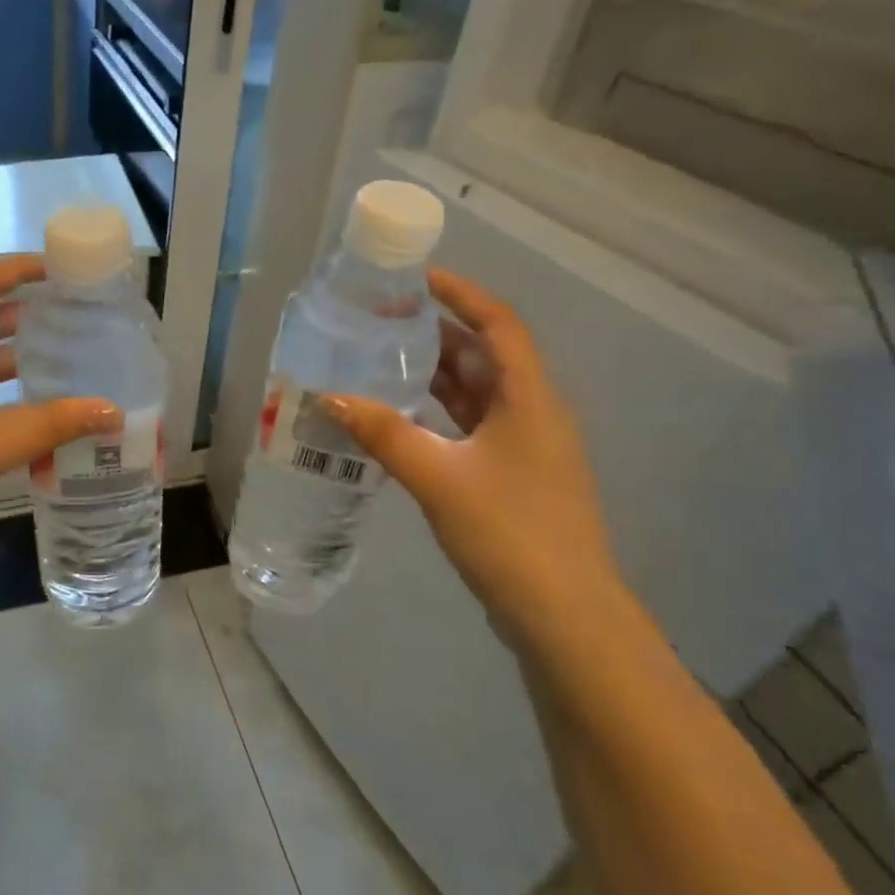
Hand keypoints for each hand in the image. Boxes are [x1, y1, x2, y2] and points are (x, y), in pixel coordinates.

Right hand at [324, 269, 620, 642]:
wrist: (564, 616)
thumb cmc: (509, 532)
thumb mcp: (438, 477)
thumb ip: (383, 433)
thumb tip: (329, 397)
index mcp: (528, 398)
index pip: (498, 325)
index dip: (462, 294)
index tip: (417, 278)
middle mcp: (532, 412)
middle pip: (485, 355)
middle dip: (437, 332)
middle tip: (383, 320)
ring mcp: (524, 447)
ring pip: (477, 393)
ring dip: (435, 373)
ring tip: (383, 358)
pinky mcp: (511, 476)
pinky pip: (471, 426)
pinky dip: (438, 413)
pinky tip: (400, 417)